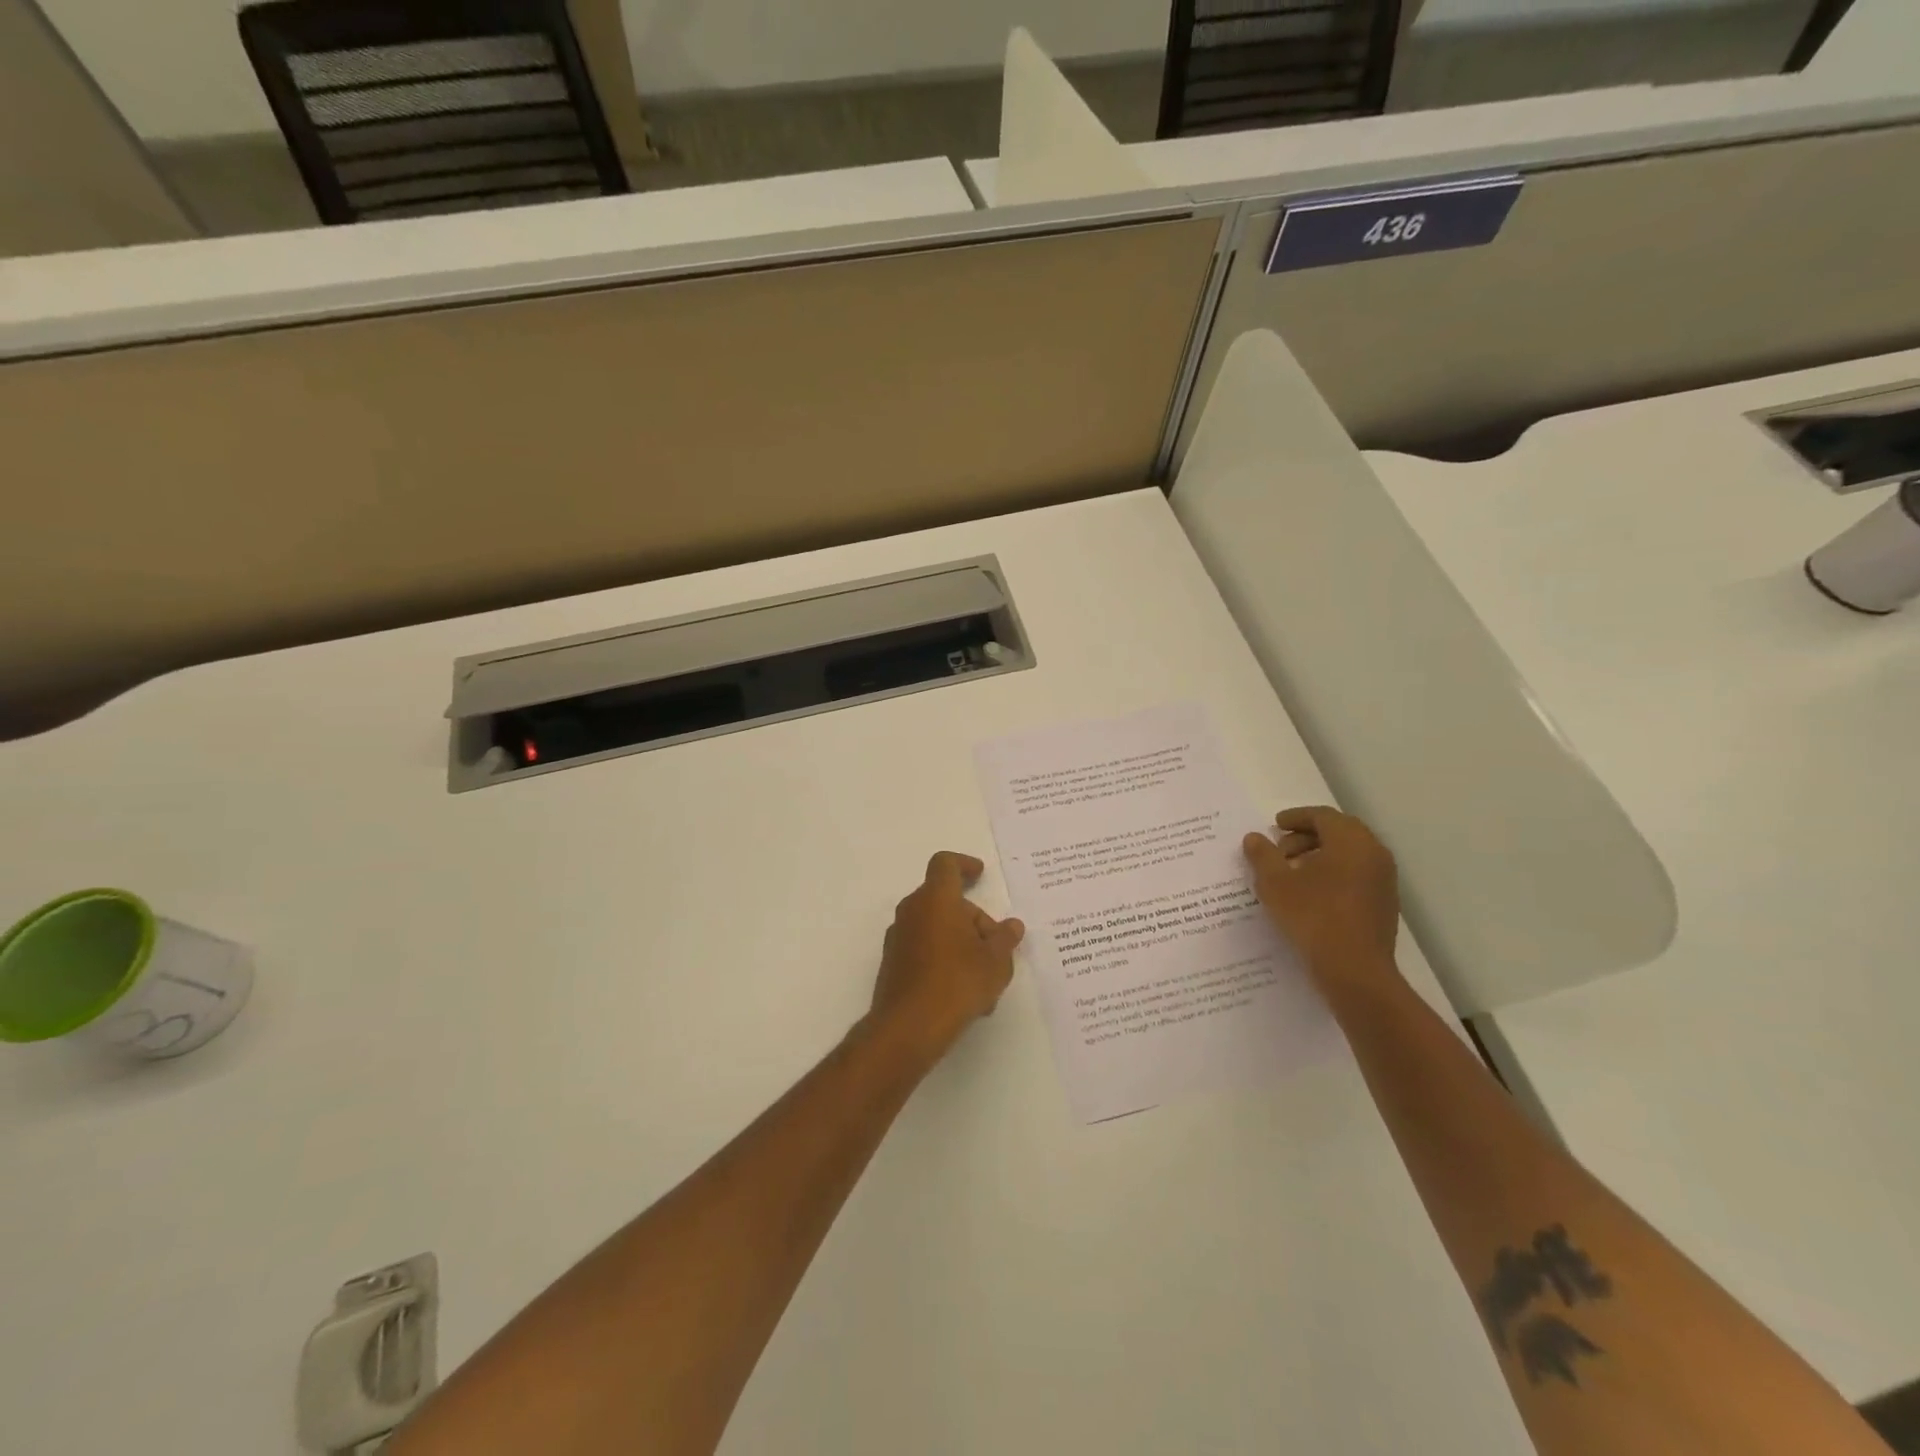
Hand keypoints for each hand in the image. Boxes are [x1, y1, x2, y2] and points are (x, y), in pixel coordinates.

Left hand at [868, 852, 1024, 1059]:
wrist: (908, 1027)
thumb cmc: (957, 983)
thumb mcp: (995, 962)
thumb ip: (1005, 939)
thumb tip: (1012, 926)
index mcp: (936, 899)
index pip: (945, 864)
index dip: (964, 864)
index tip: (980, 874)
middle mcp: (912, 911)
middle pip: (945, 901)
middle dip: (973, 919)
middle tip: (996, 947)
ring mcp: (898, 938)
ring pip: (937, 928)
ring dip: (962, 944)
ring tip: (986, 980)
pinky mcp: (893, 963)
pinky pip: (925, 950)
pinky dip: (945, 960)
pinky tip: (965, 995)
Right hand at [1243, 806, 1399, 995]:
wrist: (1355, 972)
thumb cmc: (1313, 917)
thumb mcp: (1275, 884)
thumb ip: (1263, 855)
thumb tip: (1254, 837)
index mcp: (1351, 841)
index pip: (1323, 816)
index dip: (1296, 817)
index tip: (1275, 826)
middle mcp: (1374, 854)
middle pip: (1339, 832)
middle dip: (1307, 836)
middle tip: (1280, 849)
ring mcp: (1383, 880)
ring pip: (1349, 854)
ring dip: (1320, 855)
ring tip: (1291, 873)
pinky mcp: (1384, 904)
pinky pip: (1356, 875)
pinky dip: (1333, 874)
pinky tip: (1310, 894)